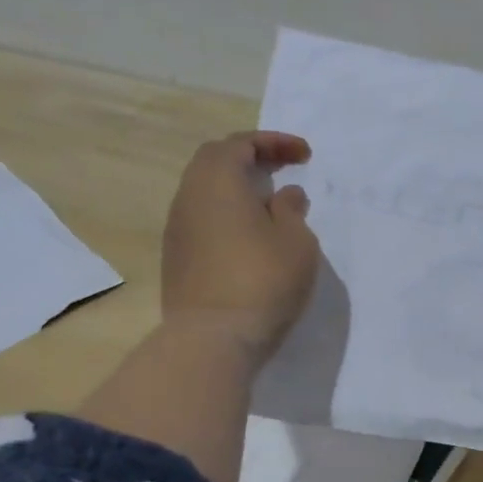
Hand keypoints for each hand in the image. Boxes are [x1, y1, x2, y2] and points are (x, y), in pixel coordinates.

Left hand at [161, 131, 320, 359]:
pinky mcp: (177, 258)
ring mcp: (178, 230)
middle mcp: (189, 198)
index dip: (273, 142)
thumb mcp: (296, 241)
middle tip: (282, 168)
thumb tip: (284, 195)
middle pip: (214, 161)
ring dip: (237, 189)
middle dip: (250, 158)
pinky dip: (227, 214)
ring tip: (270, 204)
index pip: (240, 144)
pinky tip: (251, 236)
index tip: (304, 155)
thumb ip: (291, 210)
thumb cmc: (263, 280)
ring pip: (205, 192)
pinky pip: (203, 220)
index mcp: (217, 182)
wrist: (213, 339)